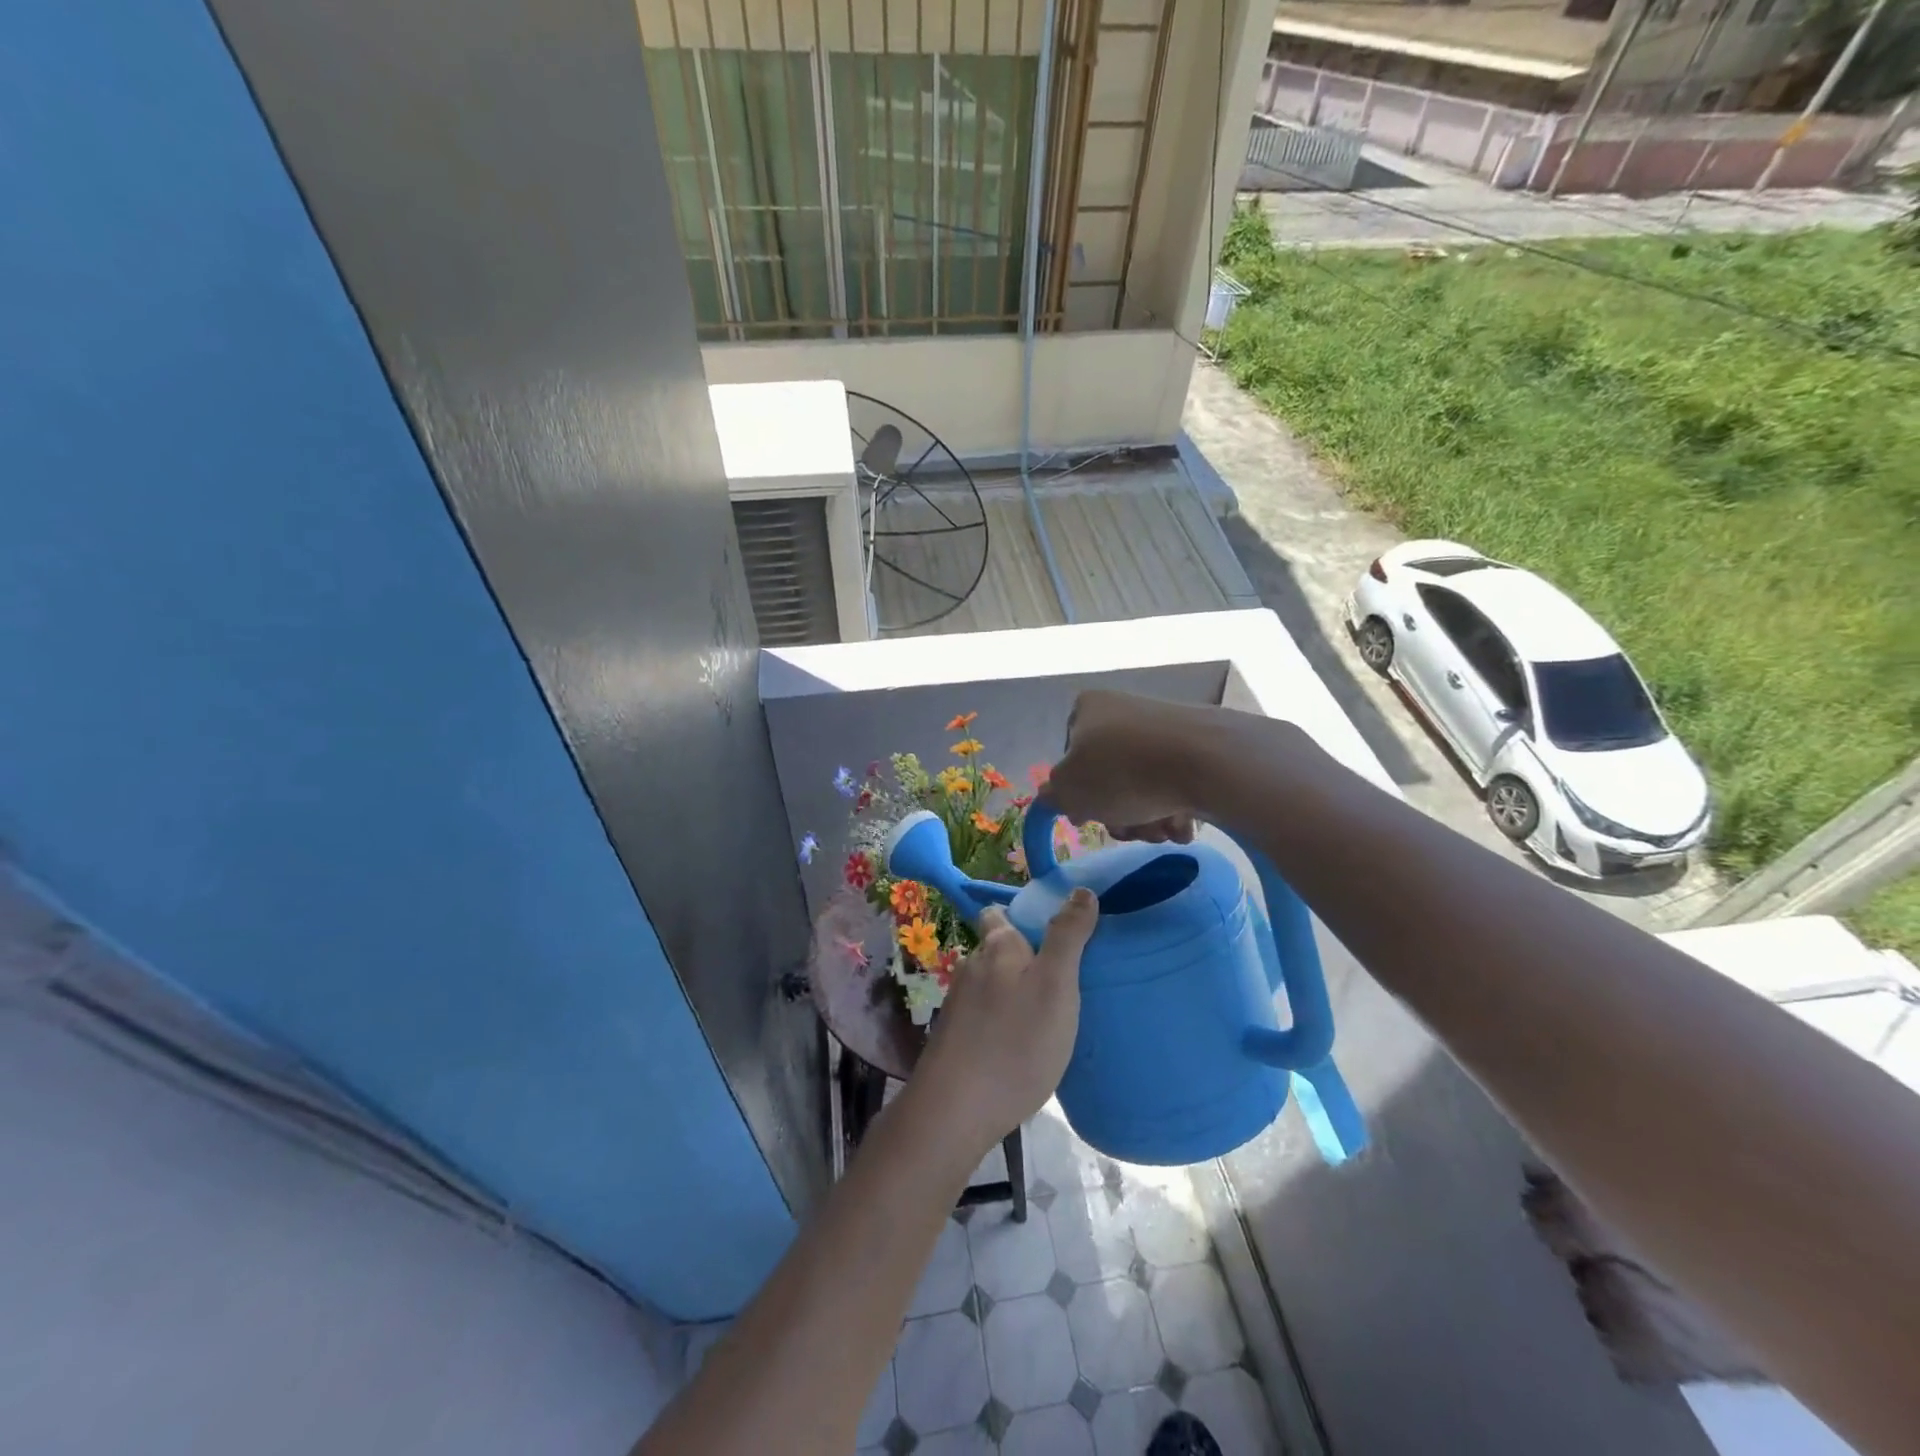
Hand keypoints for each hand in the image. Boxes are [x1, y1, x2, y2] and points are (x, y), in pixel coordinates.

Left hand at [914, 892, 1098, 1150]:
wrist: (955, 1110)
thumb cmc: (1015, 1042)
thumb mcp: (1055, 985)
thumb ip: (1067, 936)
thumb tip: (1080, 890)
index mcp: (997, 947)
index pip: (1000, 913)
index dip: (1023, 915)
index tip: (1054, 931)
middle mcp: (971, 966)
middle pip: (997, 949)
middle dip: (1023, 956)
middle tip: (1061, 977)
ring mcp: (958, 1004)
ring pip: (991, 984)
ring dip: (1014, 991)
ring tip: (1046, 1012)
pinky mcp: (954, 1038)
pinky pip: (984, 1016)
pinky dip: (1002, 1020)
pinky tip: (1021, 1043)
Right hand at [1044, 690, 1209, 842]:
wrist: (1207, 761)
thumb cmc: (1122, 772)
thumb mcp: (1069, 791)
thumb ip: (1053, 795)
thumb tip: (1052, 795)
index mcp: (1088, 709)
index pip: (1071, 758)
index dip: (1079, 794)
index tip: (1090, 816)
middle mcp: (1124, 710)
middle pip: (1110, 777)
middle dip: (1119, 813)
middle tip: (1130, 830)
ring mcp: (1163, 726)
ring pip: (1143, 785)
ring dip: (1147, 818)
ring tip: (1161, 829)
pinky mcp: (1198, 744)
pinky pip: (1176, 782)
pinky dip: (1175, 807)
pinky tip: (1183, 823)